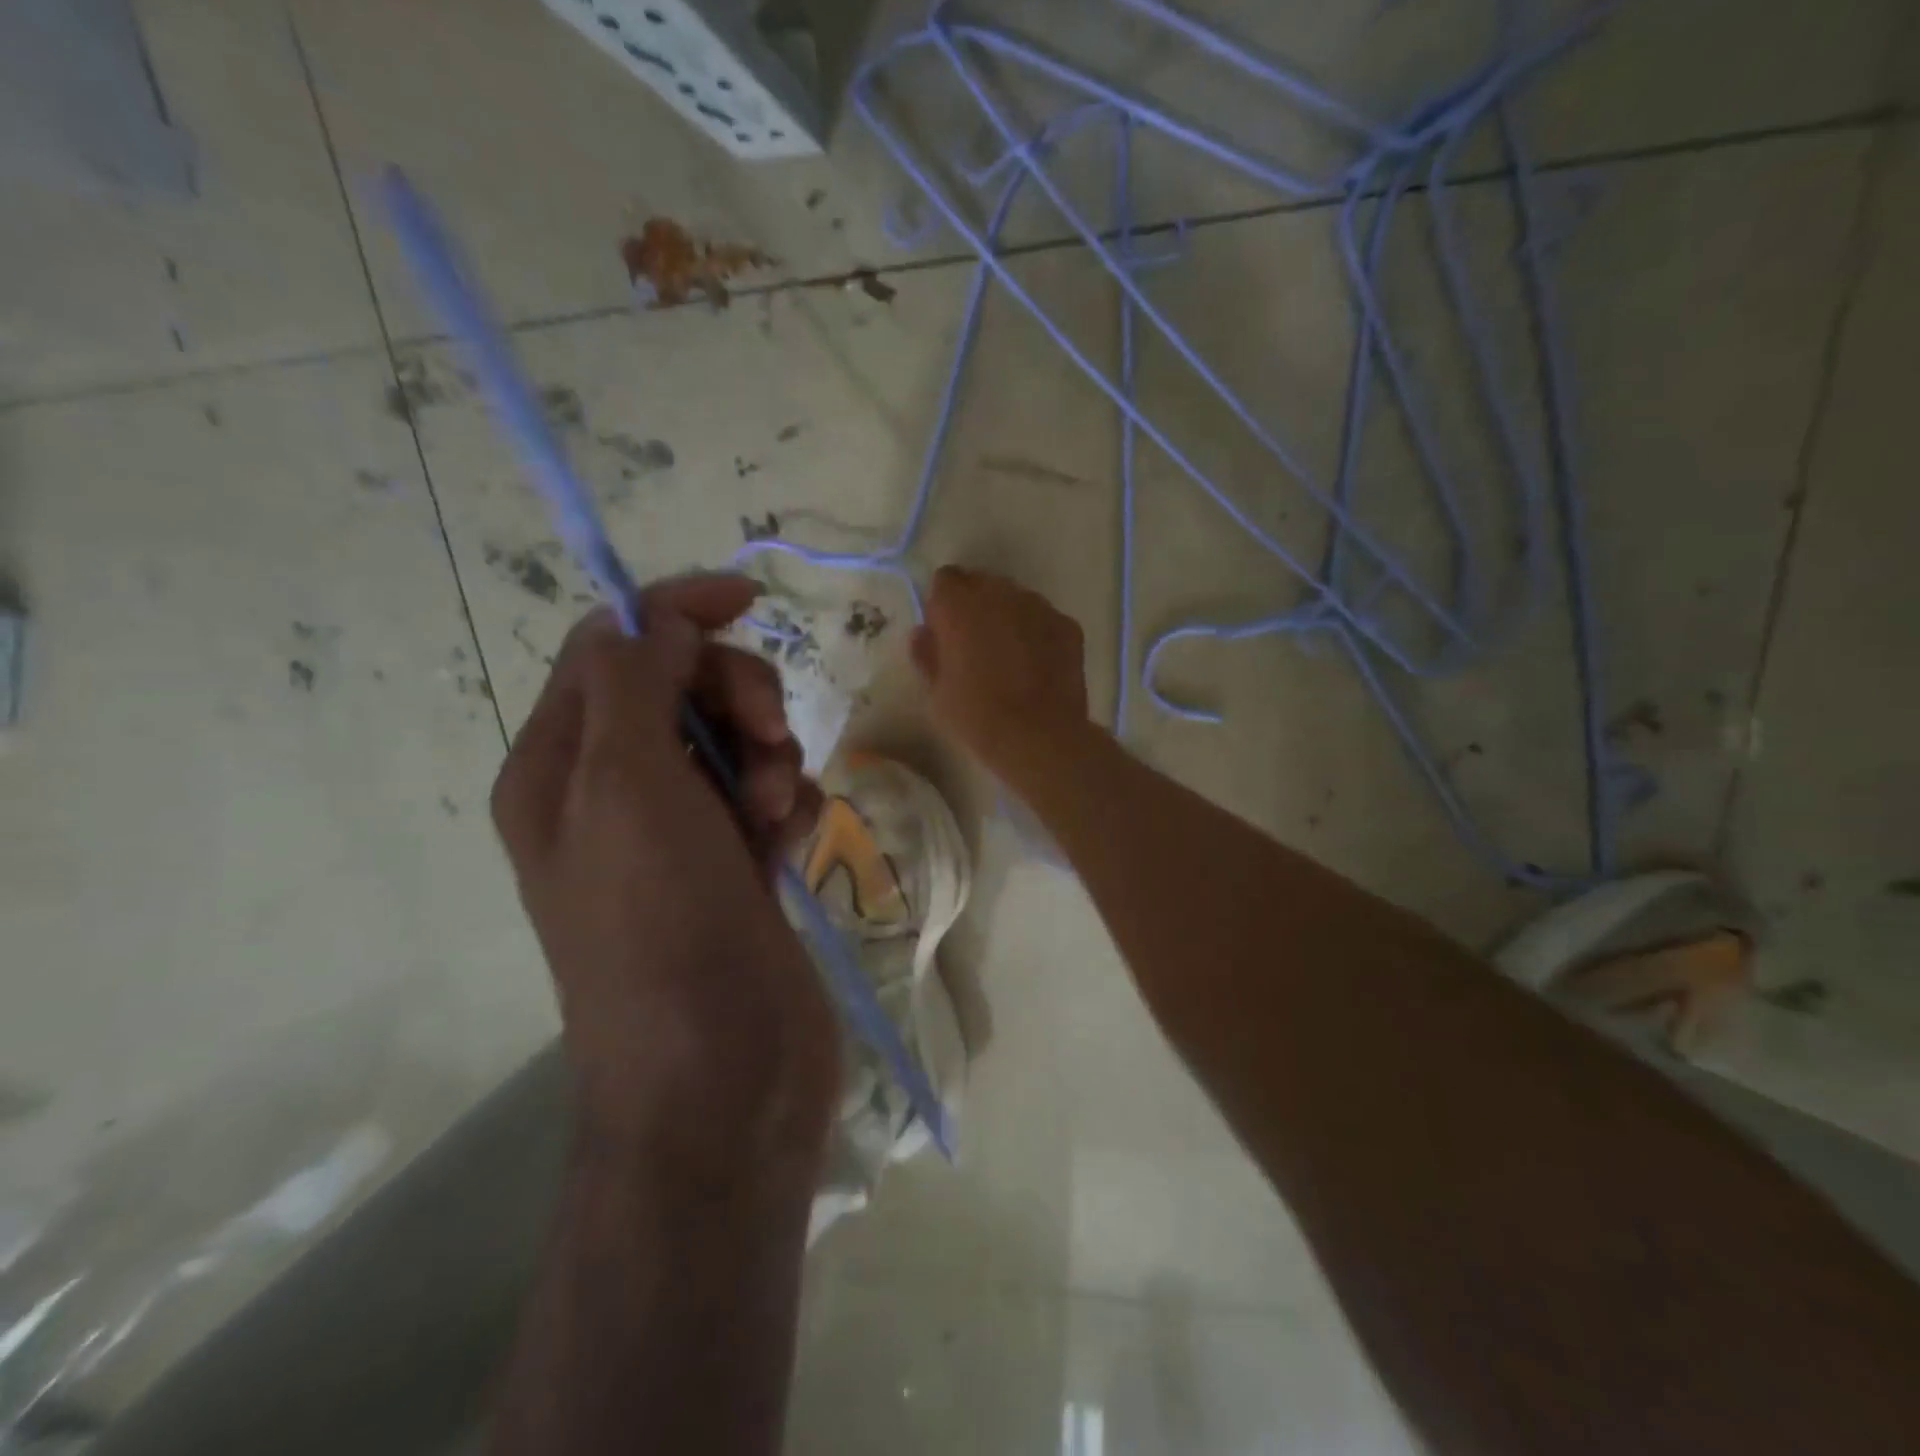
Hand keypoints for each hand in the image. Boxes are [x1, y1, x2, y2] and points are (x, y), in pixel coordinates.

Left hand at [492, 575, 839, 1177]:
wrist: (718, 1079)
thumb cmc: (660, 927)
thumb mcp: (627, 788)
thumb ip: (634, 684)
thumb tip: (655, 614)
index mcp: (563, 766)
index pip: (615, 648)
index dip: (677, 611)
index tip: (748, 598)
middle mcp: (616, 792)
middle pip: (685, 686)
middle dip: (736, 697)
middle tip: (762, 741)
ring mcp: (682, 832)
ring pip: (739, 741)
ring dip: (769, 757)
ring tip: (773, 814)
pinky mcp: (739, 866)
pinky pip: (772, 796)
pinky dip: (789, 805)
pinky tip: (792, 845)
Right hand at [911, 566, 1089, 768]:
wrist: (1039, 736)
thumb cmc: (978, 717)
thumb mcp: (937, 693)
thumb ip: (927, 655)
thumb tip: (923, 634)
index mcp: (959, 606)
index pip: (945, 580)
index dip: (943, 605)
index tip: (944, 633)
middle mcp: (999, 594)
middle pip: (981, 583)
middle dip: (975, 605)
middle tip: (975, 644)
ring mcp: (1038, 606)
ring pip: (1015, 598)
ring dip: (1007, 616)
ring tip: (1008, 656)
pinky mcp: (1067, 625)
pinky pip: (1043, 618)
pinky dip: (1036, 632)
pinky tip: (1036, 665)